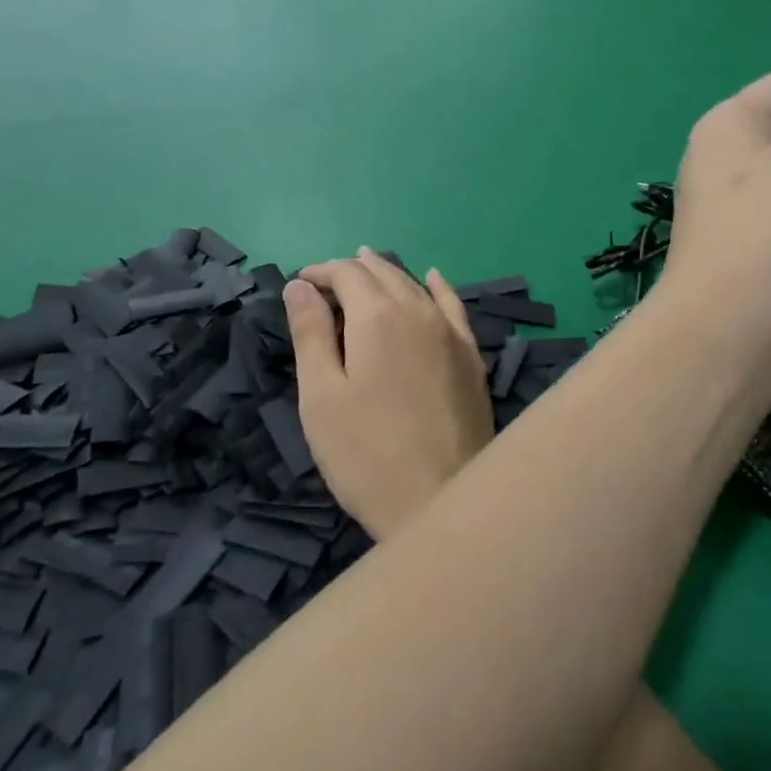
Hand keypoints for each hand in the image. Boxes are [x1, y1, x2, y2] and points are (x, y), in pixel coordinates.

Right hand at [283, 249, 494, 539]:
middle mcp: (419, 311)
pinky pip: (454, 306)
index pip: (346, 273)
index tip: (299, 284)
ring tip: (367, 269)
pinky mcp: (472, 356)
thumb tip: (299, 285)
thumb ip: (310, 333)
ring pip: (416, 285)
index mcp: (378, 316)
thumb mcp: (321, 395)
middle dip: (350, 271)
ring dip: (387, 274)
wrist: (441, 502)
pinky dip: (438, 286)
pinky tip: (433, 278)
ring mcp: (451, 333)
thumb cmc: (366, 454)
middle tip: (326, 283)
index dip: (320, 272)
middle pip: (382, 273)